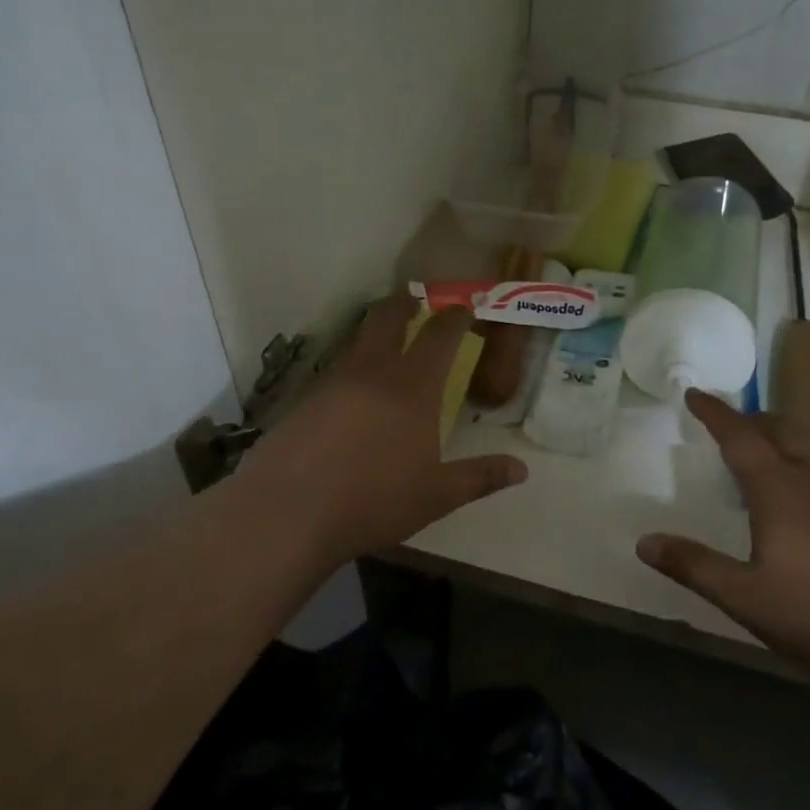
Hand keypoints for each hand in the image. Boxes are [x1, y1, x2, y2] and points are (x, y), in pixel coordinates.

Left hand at [241, 294, 527, 568]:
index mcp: (412, 387)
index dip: (455, 317)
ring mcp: (332, 382)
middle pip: (388, 318)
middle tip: (416, 297)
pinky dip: (351, 366)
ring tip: (386, 339)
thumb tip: (522, 470)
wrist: (287, 512)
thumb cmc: (373, 500)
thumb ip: (480, 478)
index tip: (464, 306)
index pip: (439, 336)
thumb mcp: (436, 495)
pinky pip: (334, 370)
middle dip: (405, 302)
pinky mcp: (303, 400)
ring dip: (375, 331)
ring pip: (357, 341)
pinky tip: (351, 391)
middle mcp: (372, 372)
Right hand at [636, 390, 809, 689]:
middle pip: (781, 430)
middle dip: (751, 419)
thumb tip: (645, 542)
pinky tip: (801, 506)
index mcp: (779, 490)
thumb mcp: (746, 597)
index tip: (695, 394)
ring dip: (779, 440)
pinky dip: (801, 467)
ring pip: (809, 450)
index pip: (740, 437)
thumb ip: (695, 566)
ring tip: (760, 458)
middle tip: (727, 423)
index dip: (715, 413)